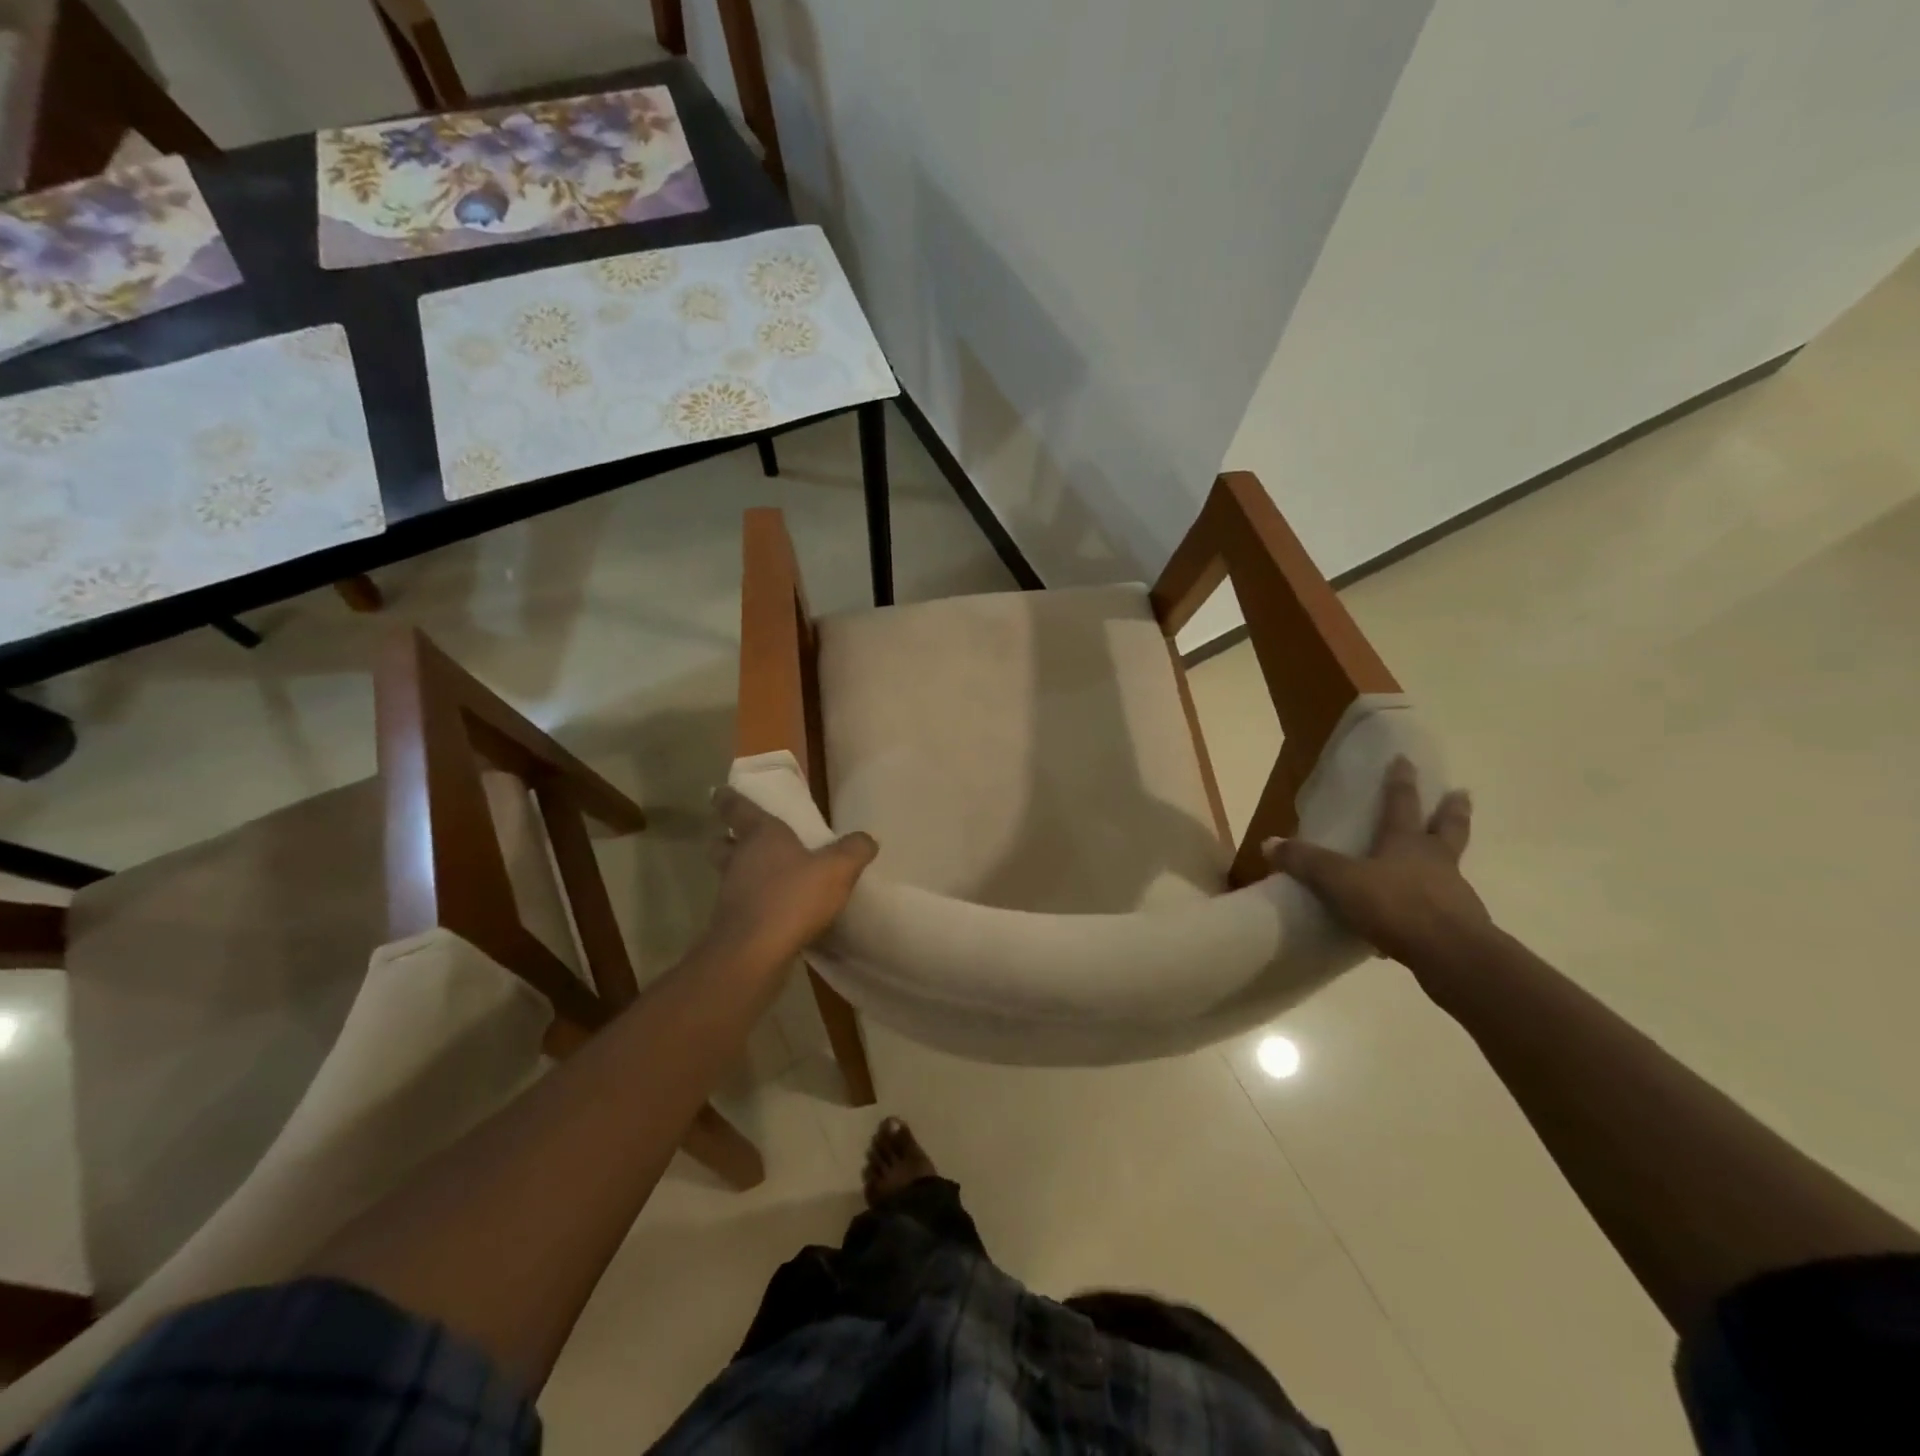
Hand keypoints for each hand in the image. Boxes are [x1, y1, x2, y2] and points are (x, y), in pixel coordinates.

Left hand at [707, 786, 877, 960]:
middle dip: (726, 838)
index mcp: (760, 835)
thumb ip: (854, 851)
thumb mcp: (837, 869)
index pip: (736, 808)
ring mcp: (730, 892)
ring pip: (728, 874)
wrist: (754, 952)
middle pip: (722, 843)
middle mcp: (739, 859)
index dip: (728, 798)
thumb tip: (868, 838)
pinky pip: (740, 904)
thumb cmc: (793, 896)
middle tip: (735, 838)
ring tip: (763, 877)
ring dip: (739, 872)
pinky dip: (751, 903)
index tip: (719, 792)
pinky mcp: (731, 923)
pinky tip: (772, 911)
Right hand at [1266, 756, 1493, 975]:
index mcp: (1406, 842)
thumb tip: (1268, 842)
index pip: (1401, 803)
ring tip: (1443, 858)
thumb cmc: (1395, 905)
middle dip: (1451, 810)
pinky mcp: (1460, 925)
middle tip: (1461, 793)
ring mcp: (1453, 892)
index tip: (1406, 759)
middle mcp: (1435, 860)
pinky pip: (1443, 907)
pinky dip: (1433, 905)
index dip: (1400, 781)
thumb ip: (1306, 862)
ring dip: (1449, 856)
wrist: (1451, 955)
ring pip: (1452, 866)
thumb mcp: (1339, 881)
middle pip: (1447, 827)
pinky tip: (1416, 920)